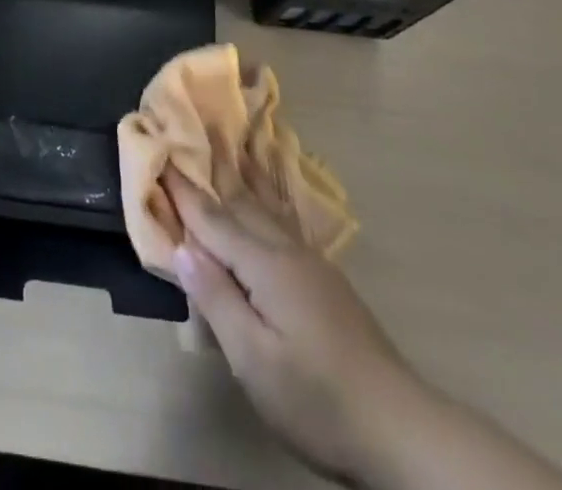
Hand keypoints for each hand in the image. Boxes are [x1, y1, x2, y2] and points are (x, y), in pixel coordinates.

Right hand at [167, 170, 420, 483]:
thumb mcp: (255, 360)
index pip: (211, 220)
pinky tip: (268, 198)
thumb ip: (216, 298)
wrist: (402, 429)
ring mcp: (310, 264)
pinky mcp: (324, 282)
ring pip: (266, 207)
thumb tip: (181, 247)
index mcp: (265, 265)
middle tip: (192, 131)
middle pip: (240, 202)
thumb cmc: (318, 399)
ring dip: (243, 177)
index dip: (183, 191)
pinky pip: (282, 221)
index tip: (159, 154)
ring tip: (232, 144)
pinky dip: (266, 198)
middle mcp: (286, 252)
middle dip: (213, 170)